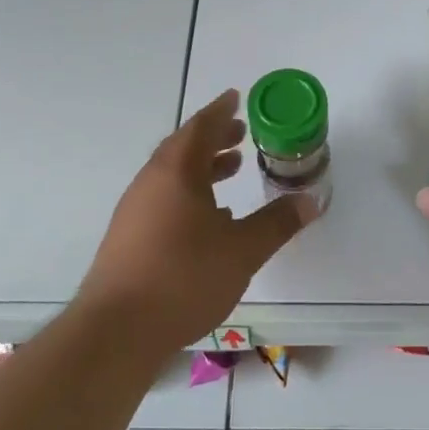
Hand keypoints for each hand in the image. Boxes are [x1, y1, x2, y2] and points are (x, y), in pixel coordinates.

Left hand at [77, 88, 316, 356]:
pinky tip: (210, 220)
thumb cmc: (184, 278)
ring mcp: (135, 211)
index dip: (220, 111)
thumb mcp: (242, 250)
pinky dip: (190, 195)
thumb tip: (311, 200)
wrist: (117, 332)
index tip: (235, 97)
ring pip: (172, 176)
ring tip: (232, 170)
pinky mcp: (129, 238)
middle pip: (183, 148)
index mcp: (176, 172)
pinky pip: (164, 200)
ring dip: (202, 168)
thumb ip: (277, 223)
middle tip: (240, 134)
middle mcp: (150, 183)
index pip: (200, 128)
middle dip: (214, 138)